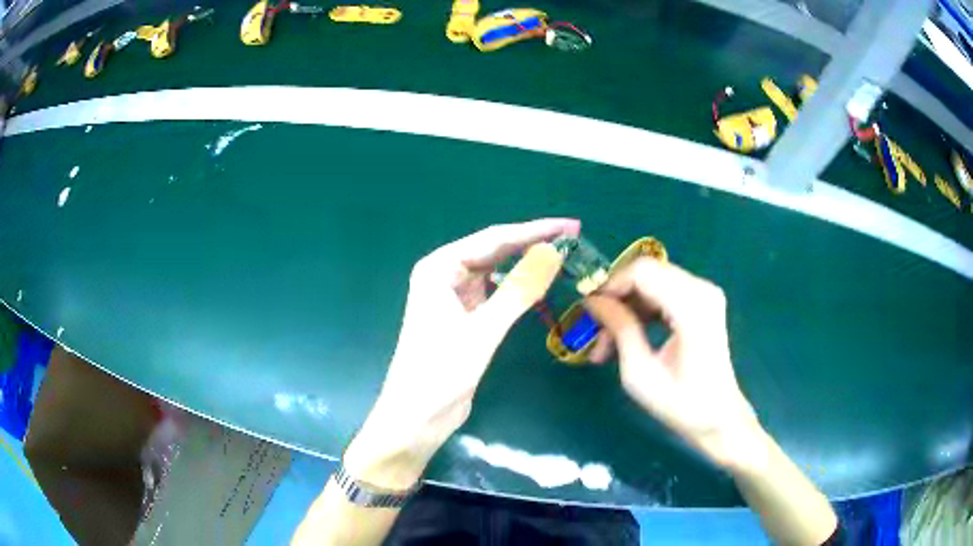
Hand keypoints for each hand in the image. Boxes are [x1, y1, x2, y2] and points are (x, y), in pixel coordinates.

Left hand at [344, 219, 579, 488]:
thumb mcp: (483, 330)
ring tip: (562, 255)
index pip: (494, 238)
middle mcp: (444, 275)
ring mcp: (453, 296)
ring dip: (525, 262)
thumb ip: (518, 290)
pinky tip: (537, 283)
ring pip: (496, 270)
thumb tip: (552, 252)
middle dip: (532, 242)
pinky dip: (516, 287)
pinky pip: (494, 292)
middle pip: (494, 250)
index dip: (534, 230)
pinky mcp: (463, 316)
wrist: (417, 416)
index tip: (569, 225)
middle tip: (573, 236)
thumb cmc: (441, 372)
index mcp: (439, 268)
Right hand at [584, 258, 761, 470]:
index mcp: (691, 307)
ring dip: (626, 307)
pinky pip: (663, 292)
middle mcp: (702, 290)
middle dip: (617, 298)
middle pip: (646, 272)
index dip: (611, 285)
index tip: (589, 311)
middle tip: (596, 332)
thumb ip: (619, 329)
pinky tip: (628, 337)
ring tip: (606, 344)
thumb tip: (592, 301)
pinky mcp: (703, 301)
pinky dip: (642, 310)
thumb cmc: (681, 404)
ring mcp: (705, 293)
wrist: (719, 417)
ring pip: (651, 282)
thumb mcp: (641, 373)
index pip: (642, 272)